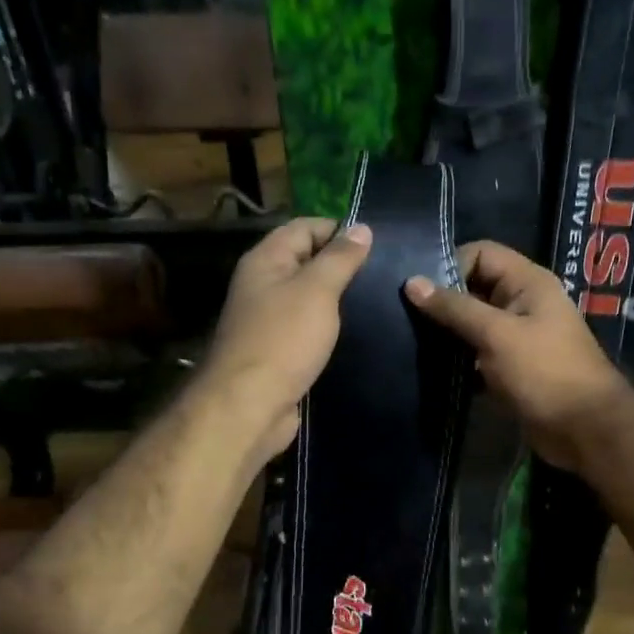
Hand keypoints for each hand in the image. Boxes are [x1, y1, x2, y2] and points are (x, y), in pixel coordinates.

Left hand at [201, 217, 372, 458]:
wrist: (249, 406)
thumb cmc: (283, 339)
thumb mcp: (317, 290)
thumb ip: (340, 258)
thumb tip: (361, 228)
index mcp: (265, 261)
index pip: (304, 227)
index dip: (338, 229)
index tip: (376, 243)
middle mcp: (262, 285)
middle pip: (305, 261)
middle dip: (341, 264)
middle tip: (384, 272)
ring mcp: (268, 320)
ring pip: (308, 297)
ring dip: (337, 298)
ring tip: (378, 300)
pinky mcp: (278, 351)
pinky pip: (307, 328)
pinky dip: (328, 327)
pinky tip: (355, 332)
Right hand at [405, 241, 628, 472]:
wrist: (584, 429)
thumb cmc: (544, 372)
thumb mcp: (496, 334)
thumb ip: (454, 308)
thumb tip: (411, 283)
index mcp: (527, 282)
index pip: (481, 253)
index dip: (449, 265)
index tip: (418, 291)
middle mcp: (522, 303)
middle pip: (474, 288)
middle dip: (442, 301)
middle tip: (404, 317)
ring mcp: (517, 336)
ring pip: (473, 323)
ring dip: (447, 333)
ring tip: (412, 342)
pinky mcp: (511, 367)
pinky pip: (477, 353)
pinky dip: (458, 359)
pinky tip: (432, 369)